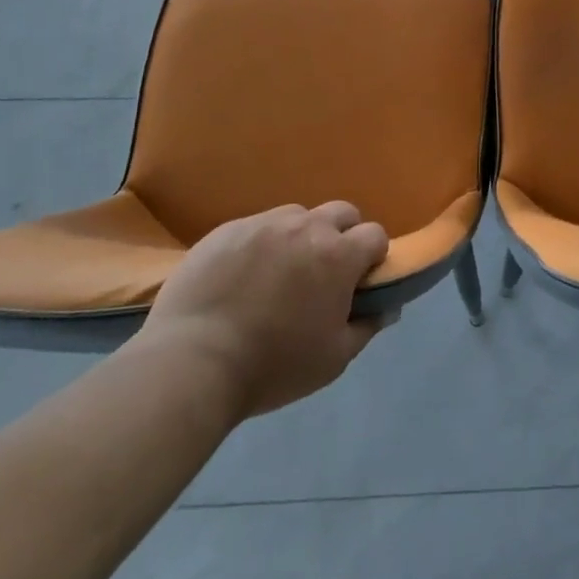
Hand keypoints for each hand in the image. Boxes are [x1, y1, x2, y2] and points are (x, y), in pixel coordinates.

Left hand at [140, 201, 388, 421]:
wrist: (191, 363)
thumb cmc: (273, 365)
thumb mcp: (333, 359)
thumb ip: (367, 326)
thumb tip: (388, 306)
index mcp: (338, 255)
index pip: (375, 235)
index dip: (373, 257)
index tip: (359, 282)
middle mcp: (306, 227)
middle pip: (341, 213)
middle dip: (342, 236)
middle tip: (323, 273)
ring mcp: (263, 223)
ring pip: (297, 216)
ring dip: (300, 236)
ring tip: (279, 273)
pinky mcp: (226, 230)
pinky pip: (256, 227)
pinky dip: (260, 245)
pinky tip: (241, 277)